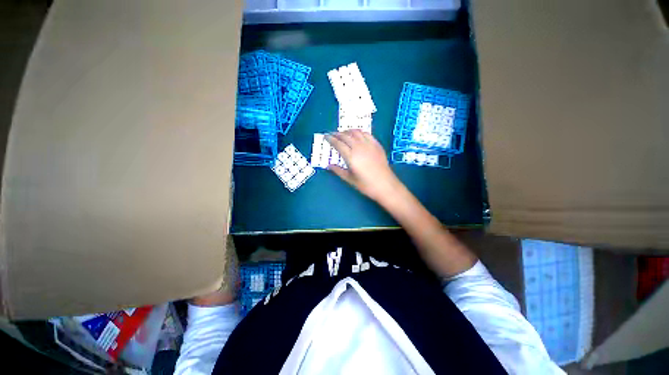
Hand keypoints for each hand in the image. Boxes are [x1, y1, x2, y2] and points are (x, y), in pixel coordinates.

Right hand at [326, 130, 402, 203]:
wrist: (385, 185)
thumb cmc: (366, 184)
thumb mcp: (349, 179)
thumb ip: (338, 170)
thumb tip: (328, 165)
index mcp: (351, 156)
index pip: (338, 144)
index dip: (331, 139)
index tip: (326, 137)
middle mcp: (359, 147)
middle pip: (346, 136)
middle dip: (337, 134)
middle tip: (332, 135)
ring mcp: (369, 144)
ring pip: (356, 132)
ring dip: (348, 131)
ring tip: (343, 134)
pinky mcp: (377, 144)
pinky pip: (366, 134)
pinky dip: (359, 132)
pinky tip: (357, 135)